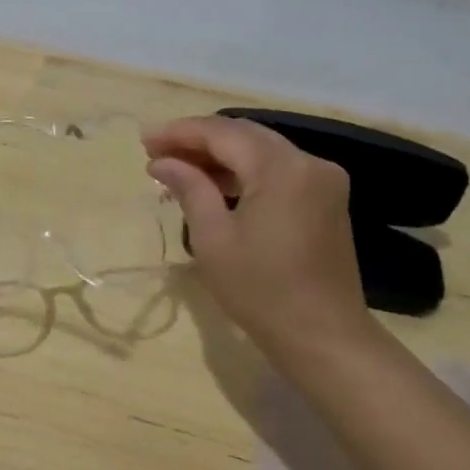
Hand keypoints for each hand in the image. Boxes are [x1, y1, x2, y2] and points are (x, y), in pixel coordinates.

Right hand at [144, 116, 382, 373]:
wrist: (323, 336)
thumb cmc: (261, 291)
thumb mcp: (214, 239)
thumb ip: (189, 188)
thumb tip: (162, 161)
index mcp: (282, 168)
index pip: (222, 133)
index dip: (180, 132)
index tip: (144, 141)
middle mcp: (308, 162)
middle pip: (244, 135)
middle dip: (198, 140)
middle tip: (156, 152)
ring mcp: (322, 179)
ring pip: (262, 150)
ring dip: (220, 156)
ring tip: (178, 169)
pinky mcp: (326, 199)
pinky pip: (278, 170)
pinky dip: (245, 172)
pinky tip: (214, 184)